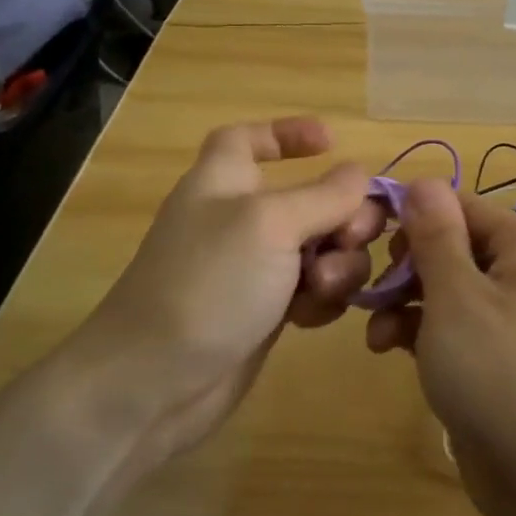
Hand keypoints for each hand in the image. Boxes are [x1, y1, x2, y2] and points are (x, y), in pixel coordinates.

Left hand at [58, 117, 383, 471]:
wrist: (155, 381)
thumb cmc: (209, 283)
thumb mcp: (270, 224)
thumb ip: (323, 195)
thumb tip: (359, 173)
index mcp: (225, 180)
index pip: (249, 139)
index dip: (287, 133)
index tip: (332, 142)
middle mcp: (241, 219)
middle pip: (311, 198)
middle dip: (343, 216)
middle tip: (350, 239)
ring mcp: (254, 268)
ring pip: (321, 249)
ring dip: (336, 265)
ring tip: (320, 289)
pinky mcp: (265, 311)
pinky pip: (313, 290)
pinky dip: (320, 299)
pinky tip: (308, 318)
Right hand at [365, 179, 515, 515]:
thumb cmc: (500, 375)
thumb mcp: (456, 297)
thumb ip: (435, 235)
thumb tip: (422, 180)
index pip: (458, 206)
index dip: (411, 218)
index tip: (364, 241)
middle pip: (451, 247)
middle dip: (405, 267)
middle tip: (371, 293)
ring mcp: (513, 319)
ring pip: (446, 290)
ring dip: (405, 303)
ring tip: (376, 335)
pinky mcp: (497, 358)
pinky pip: (453, 327)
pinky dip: (421, 332)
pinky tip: (390, 350)